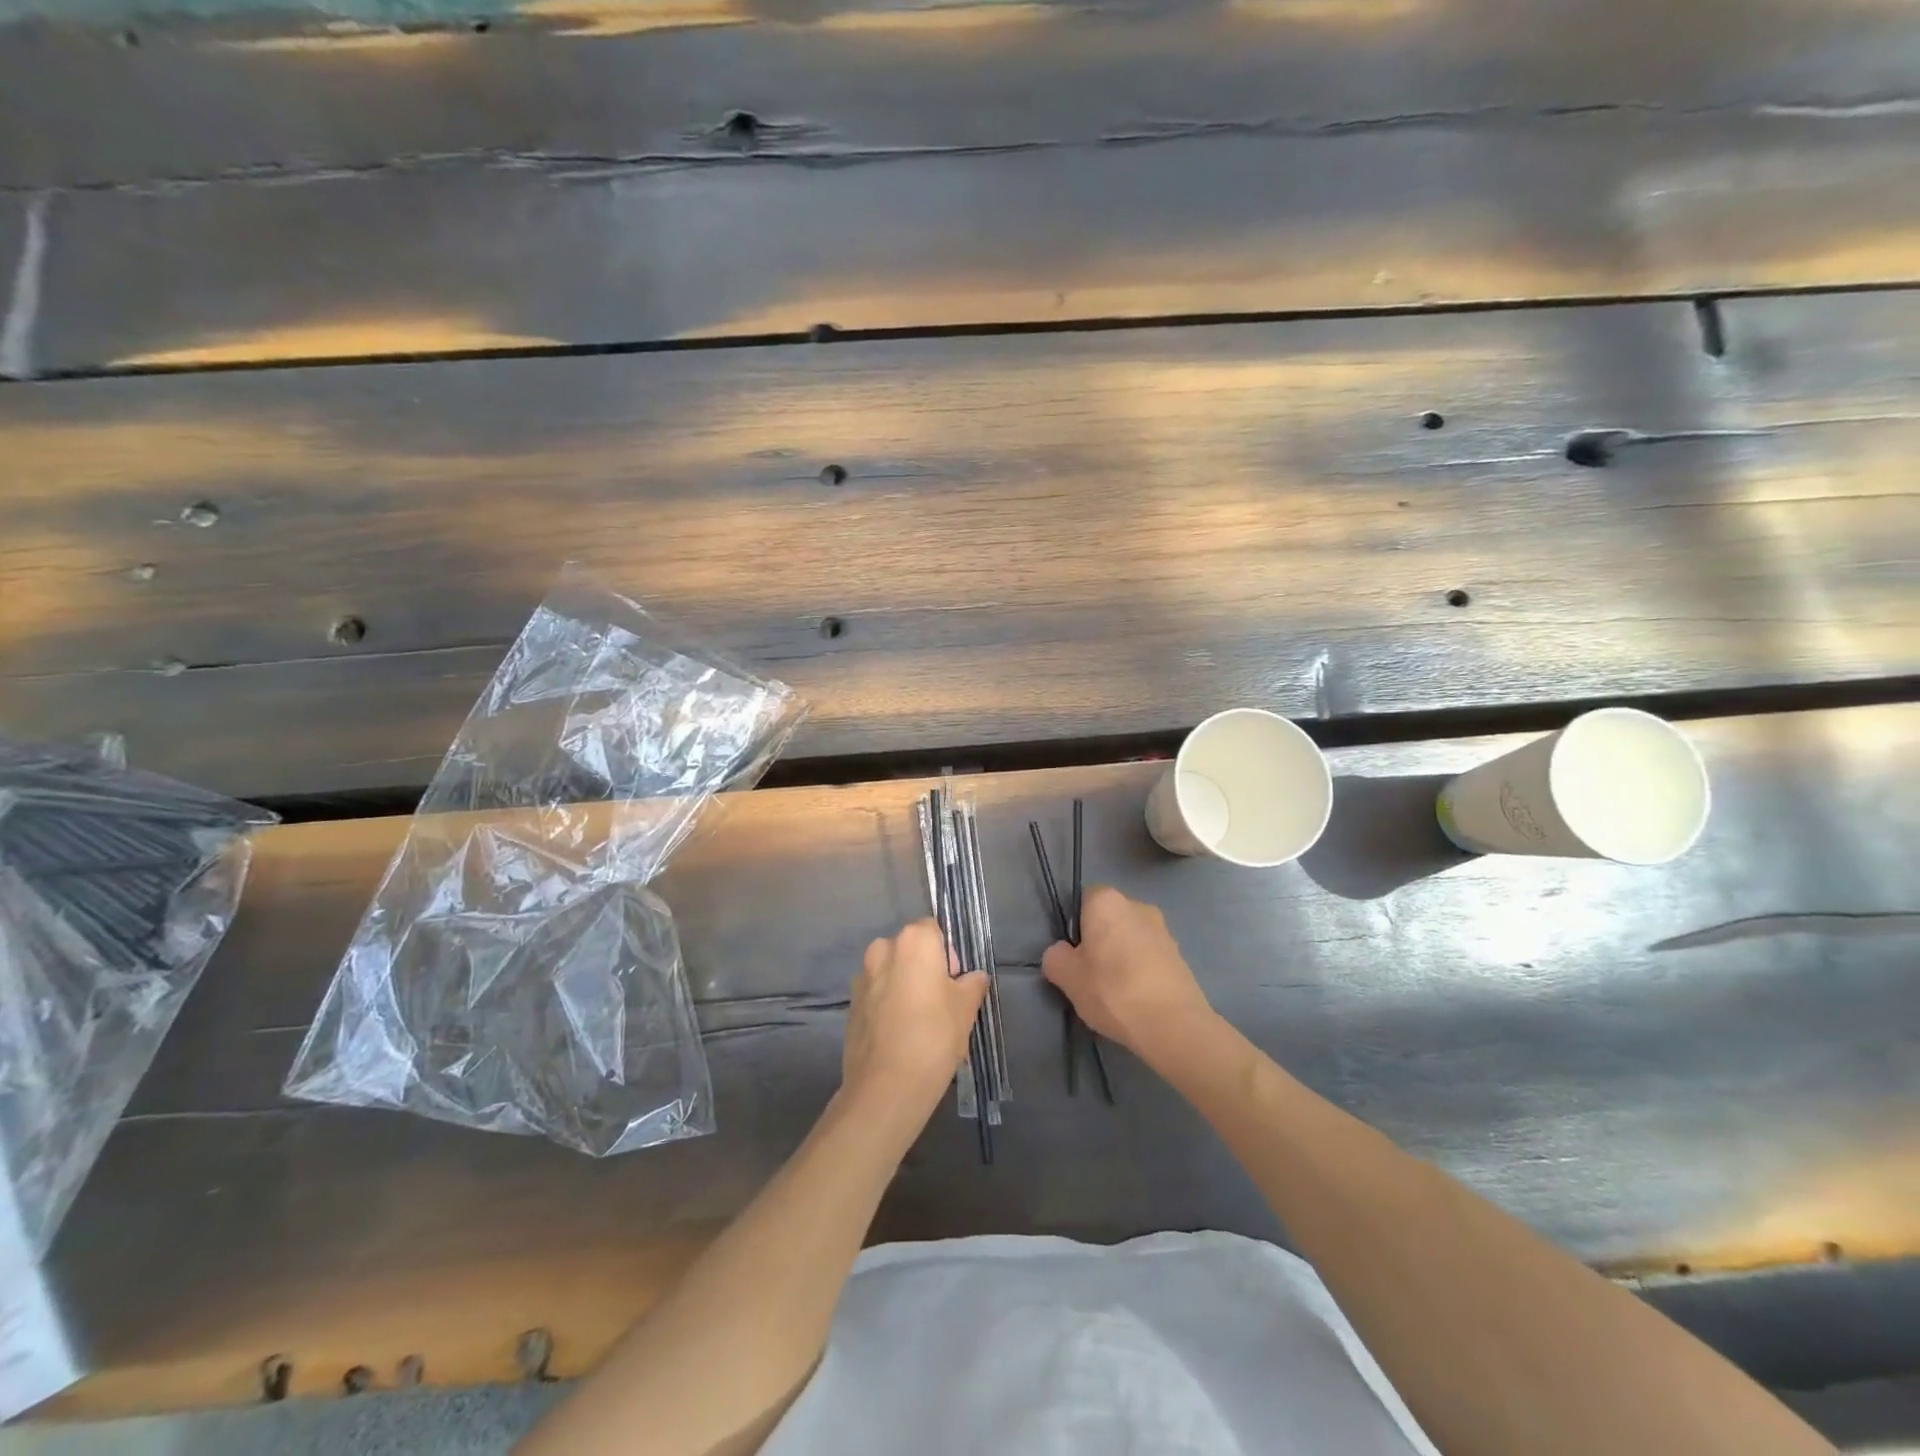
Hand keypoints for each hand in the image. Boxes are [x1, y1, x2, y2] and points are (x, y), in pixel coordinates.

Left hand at [843, 920, 989, 1115]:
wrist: (887, 1085)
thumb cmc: (934, 1035)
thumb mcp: (966, 1008)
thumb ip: (972, 984)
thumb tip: (975, 976)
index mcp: (914, 940)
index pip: (934, 930)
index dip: (947, 954)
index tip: (954, 983)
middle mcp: (883, 948)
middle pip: (910, 949)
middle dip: (924, 968)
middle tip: (940, 1003)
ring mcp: (862, 976)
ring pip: (891, 972)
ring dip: (904, 986)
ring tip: (919, 1023)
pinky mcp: (850, 1004)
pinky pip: (876, 994)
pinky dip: (887, 1005)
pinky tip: (899, 1035)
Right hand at [1042, 887, 1215, 1061]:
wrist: (1174, 1025)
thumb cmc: (1113, 990)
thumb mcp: (1068, 977)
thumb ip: (1055, 957)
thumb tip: (1061, 953)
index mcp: (1107, 901)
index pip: (1083, 899)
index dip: (1075, 926)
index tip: (1073, 954)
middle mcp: (1138, 905)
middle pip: (1109, 919)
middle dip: (1100, 940)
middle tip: (1090, 974)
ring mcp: (1164, 930)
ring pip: (1131, 938)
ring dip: (1122, 956)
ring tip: (1115, 992)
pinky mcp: (1181, 956)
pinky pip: (1150, 957)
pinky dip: (1141, 971)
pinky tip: (1137, 999)